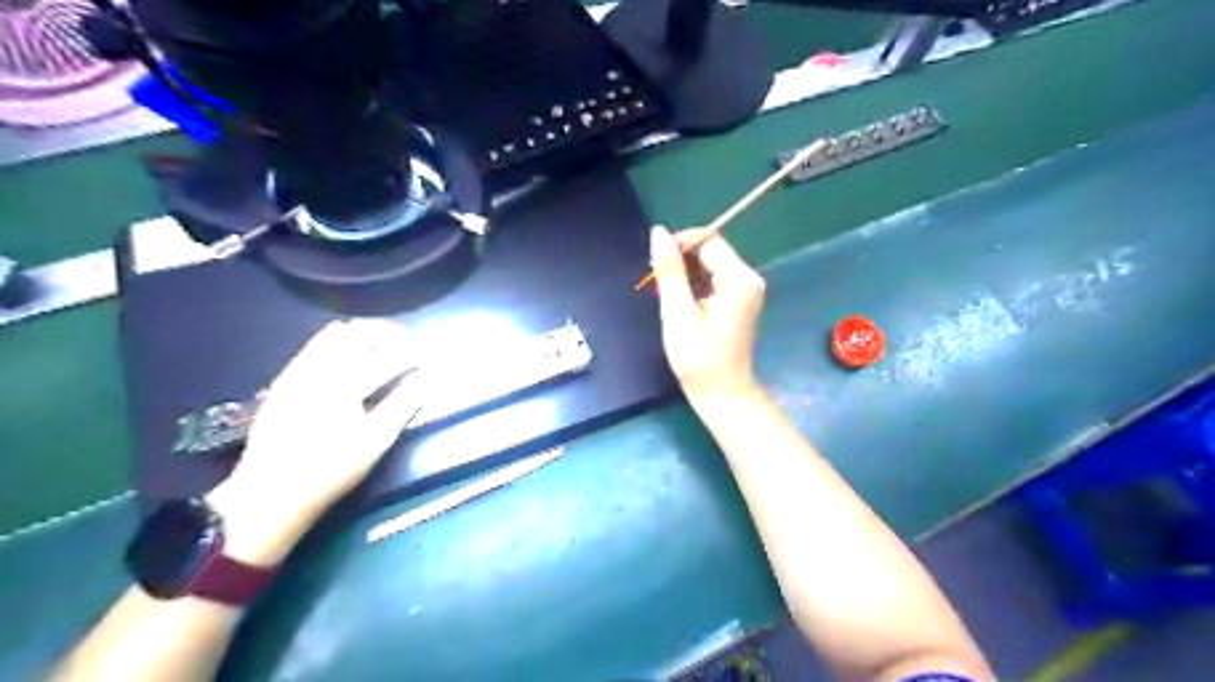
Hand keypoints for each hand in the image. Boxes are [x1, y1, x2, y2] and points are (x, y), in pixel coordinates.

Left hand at [202, 319, 422, 564]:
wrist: (271, 492)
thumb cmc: (332, 469)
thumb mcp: (376, 441)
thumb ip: (404, 404)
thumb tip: (427, 379)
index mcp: (346, 384)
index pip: (388, 358)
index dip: (412, 354)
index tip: (428, 356)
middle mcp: (320, 369)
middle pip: (357, 333)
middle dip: (385, 332)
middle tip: (404, 340)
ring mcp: (298, 372)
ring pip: (332, 335)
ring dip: (360, 333)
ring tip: (378, 343)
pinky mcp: (285, 380)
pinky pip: (313, 347)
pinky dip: (336, 342)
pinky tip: (346, 356)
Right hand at [651, 223, 761, 403]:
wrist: (722, 394)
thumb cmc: (698, 358)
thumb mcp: (677, 313)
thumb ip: (669, 271)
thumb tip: (659, 232)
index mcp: (739, 279)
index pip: (709, 240)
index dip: (680, 245)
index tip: (655, 264)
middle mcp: (748, 279)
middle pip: (711, 250)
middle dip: (682, 261)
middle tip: (657, 284)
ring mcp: (746, 290)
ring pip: (710, 265)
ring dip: (685, 274)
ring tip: (667, 297)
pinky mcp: (739, 301)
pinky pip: (714, 280)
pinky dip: (694, 285)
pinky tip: (681, 304)